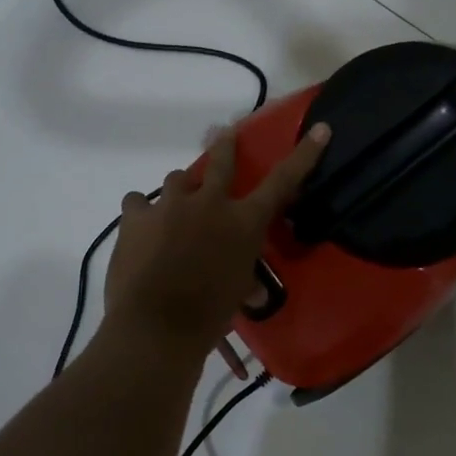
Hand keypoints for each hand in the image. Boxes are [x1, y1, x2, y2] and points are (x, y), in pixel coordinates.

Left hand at [104, 122, 332, 355]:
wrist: (156, 326)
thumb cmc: (208, 317)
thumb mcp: (238, 292)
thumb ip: (244, 276)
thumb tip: (254, 290)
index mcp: (243, 223)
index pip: (282, 182)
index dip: (304, 154)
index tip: (319, 129)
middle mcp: (210, 203)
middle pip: (221, 159)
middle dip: (225, 143)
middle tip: (224, 133)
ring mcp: (170, 204)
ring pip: (177, 178)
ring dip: (180, 191)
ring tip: (173, 209)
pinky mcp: (136, 215)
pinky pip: (137, 201)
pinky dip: (141, 213)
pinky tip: (140, 227)